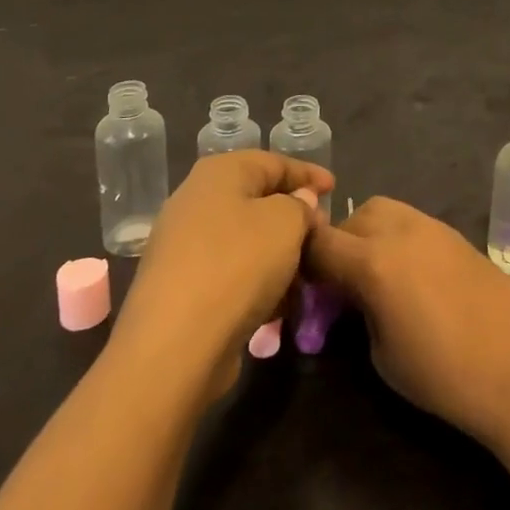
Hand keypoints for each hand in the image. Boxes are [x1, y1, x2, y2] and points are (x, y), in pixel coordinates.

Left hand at [113, 151, 332, 402]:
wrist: (174, 346)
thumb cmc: (238, 265)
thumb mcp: (286, 223)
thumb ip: (301, 205)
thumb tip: (299, 203)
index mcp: (219, 173)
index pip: (273, 162)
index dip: (307, 173)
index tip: (335, 188)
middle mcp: (195, 201)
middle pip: (256, 200)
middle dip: (293, 216)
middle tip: (322, 232)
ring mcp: (183, 247)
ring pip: (244, 240)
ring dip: (277, 254)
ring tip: (306, 274)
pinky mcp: (180, 289)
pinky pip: (230, 273)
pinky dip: (256, 282)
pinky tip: (278, 304)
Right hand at [304, 198, 509, 447]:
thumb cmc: (444, 374)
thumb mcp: (381, 353)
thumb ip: (357, 312)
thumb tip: (352, 299)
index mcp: (373, 260)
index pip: (319, 243)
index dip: (302, 264)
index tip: (303, 291)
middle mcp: (399, 229)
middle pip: (350, 220)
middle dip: (336, 246)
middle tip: (339, 286)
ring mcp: (431, 226)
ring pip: (383, 211)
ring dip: (367, 235)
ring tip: (374, 277)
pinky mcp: (455, 233)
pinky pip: (411, 222)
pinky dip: (396, 238)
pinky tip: (409, 276)